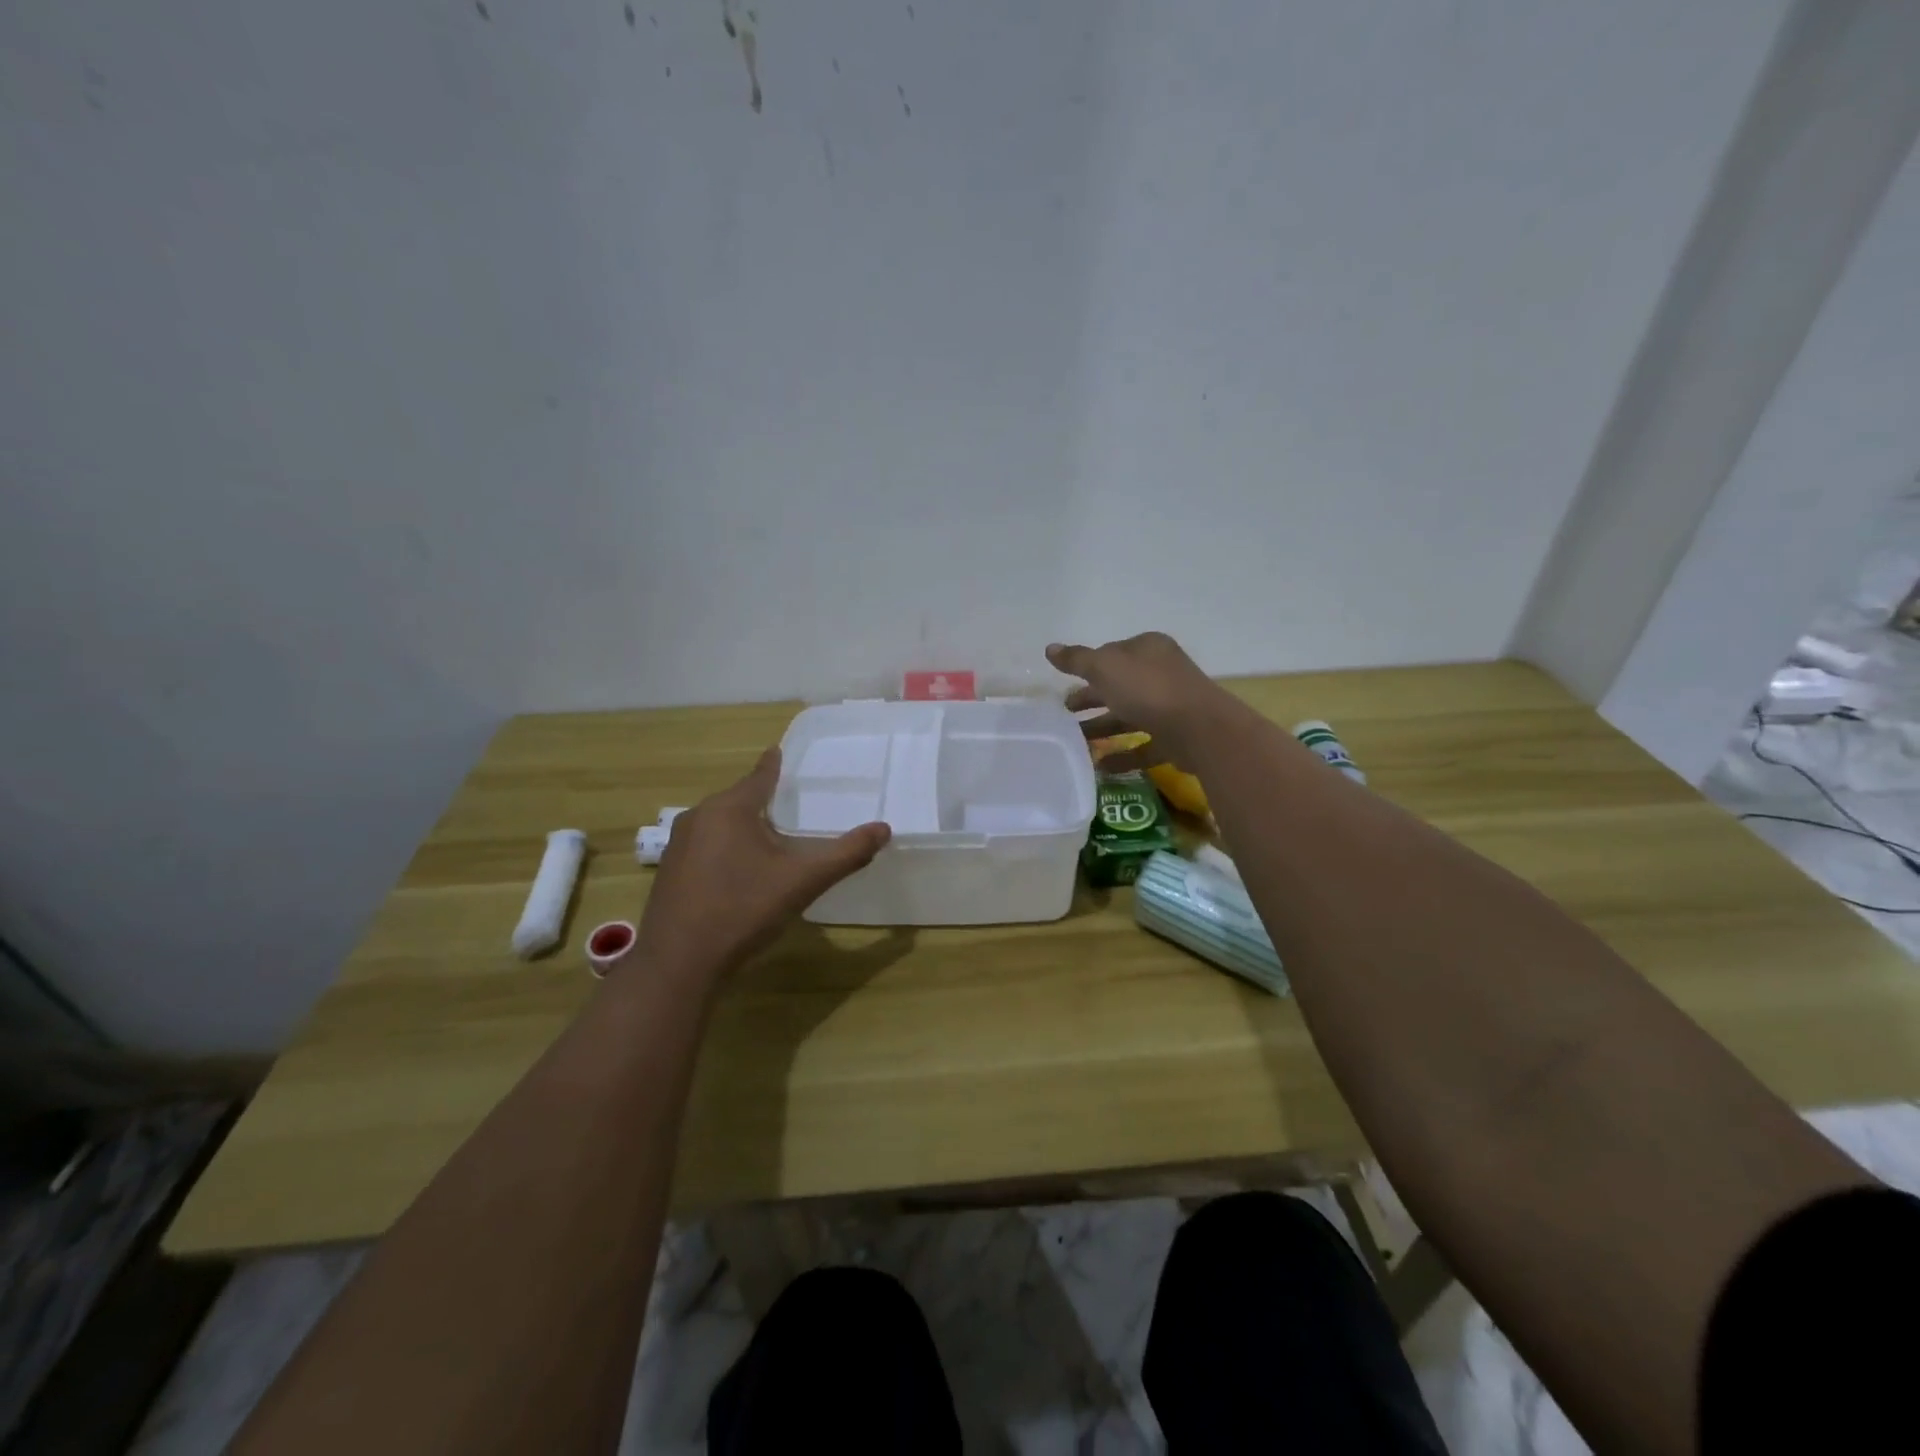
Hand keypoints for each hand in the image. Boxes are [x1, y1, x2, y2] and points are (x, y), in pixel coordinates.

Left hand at [635, 747, 889, 977]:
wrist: (679, 964)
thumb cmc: (742, 911)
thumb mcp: (802, 881)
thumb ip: (845, 854)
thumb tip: (884, 829)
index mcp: (729, 809)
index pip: (759, 776)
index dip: (773, 765)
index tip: (779, 750)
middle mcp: (698, 817)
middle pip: (738, 800)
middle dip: (762, 801)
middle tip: (789, 805)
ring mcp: (678, 846)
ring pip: (719, 824)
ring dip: (743, 827)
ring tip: (769, 839)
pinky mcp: (669, 872)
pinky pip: (704, 847)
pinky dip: (725, 849)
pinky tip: (739, 873)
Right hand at [1047, 632, 1232, 771]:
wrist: (1199, 729)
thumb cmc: (1148, 689)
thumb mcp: (1104, 668)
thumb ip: (1076, 660)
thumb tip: (1050, 648)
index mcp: (1147, 649)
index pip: (1111, 654)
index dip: (1088, 667)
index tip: (1065, 684)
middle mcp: (1161, 673)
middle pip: (1119, 686)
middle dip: (1090, 699)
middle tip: (1064, 713)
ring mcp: (1170, 707)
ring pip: (1129, 716)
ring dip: (1102, 728)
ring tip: (1075, 744)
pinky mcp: (1176, 738)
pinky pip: (1143, 746)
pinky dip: (1122, 755)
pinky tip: (1099, 766)